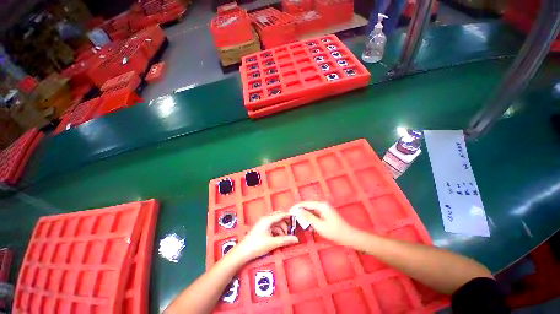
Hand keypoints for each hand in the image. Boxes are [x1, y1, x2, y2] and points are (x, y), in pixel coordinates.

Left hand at [232, 212, 298, 261]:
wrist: (242, 252)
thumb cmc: (257, 246)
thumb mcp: (273, 243)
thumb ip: (285, 240)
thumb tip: (296, 239)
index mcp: (268, 219)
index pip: (281, 214)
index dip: (289, 215)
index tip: (296, 217)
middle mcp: (265, 219)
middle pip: (278, 217)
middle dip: (285, 222)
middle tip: (292, 228)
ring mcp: (263, 223)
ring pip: (275, 222)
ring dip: (281, 228)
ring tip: (286, 237)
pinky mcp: (261, 229)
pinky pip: (272, 226)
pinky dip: (277, 230)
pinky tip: (279, 237)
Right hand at [295, 201, 357, 245]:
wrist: (349, 237)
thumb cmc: (334, 232)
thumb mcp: (319, 225)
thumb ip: (308, 217)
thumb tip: (297, 211)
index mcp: (321, 205)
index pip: (306, 203)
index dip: (297, 207)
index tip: (289, 211)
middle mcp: (322, 204)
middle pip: (308, 206)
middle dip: (300, 211)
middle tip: (292, 217)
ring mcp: (324, 209)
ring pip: (311, 210)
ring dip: (305, 215)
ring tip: (297, 220)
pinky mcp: (325, 214)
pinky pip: (315, 214)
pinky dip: (310, 218)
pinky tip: (307, 224)